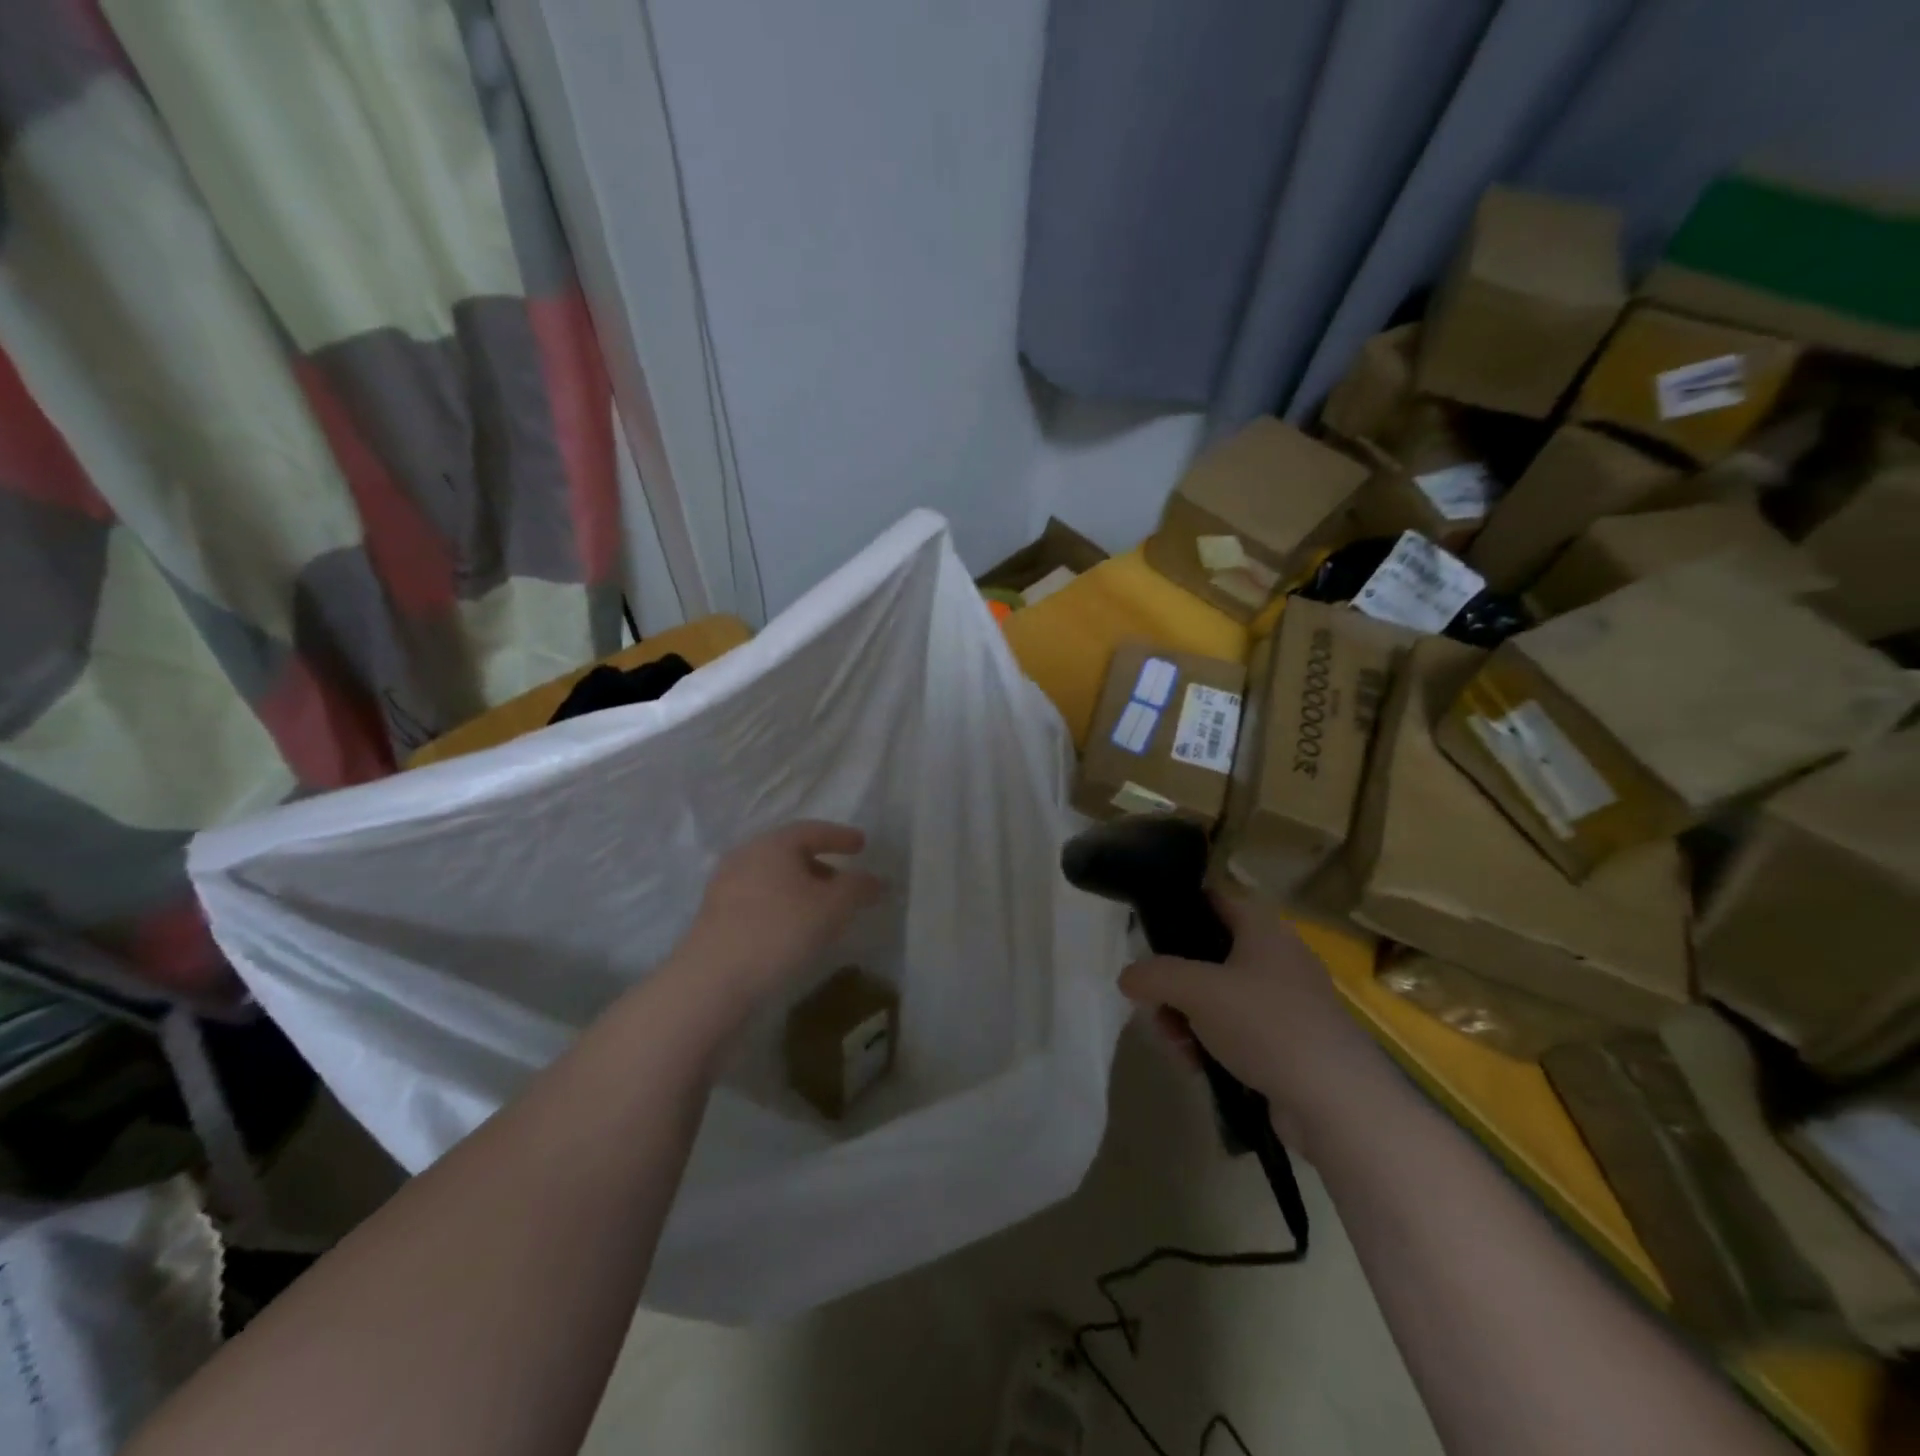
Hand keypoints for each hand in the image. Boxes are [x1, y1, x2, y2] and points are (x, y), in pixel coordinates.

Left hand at [674, 821, 885, 1011]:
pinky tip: (794, 927)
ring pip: (774, 876)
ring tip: (823, 909)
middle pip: (791, 852)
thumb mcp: (832, 907)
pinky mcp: (716, 914)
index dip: (841, 837)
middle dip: (822, 865)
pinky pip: (759, 897)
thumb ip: (858, 888)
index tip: (862, 844)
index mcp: (774, 844)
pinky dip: (783, 903)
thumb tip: (876, 880)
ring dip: (802, 887)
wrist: (712, 979)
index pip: (814, 830)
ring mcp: (726, 884)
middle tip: (845, 882)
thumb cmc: (779, 930)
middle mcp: (747, 855)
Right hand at [1119, 891, 1384, 1147]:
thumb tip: (1128, 977)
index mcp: (1262, 929)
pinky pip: (1236, 1031)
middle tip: (1155, 1007)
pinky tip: (1197, 1066)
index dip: (1178, 907)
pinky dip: (1211, 1043)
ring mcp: (1285, 1003)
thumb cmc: (1266, 1025)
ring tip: (1177, 1046)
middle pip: (1207, 955)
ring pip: (1217, 997)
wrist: (1337, 1102)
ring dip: (1186, 1018)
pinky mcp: (1288, 1044)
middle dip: (1174, 983)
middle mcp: (1276, 958)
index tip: (1146, 932)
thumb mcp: (1197, 990)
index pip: (1213, 899)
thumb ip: (1154, 975)